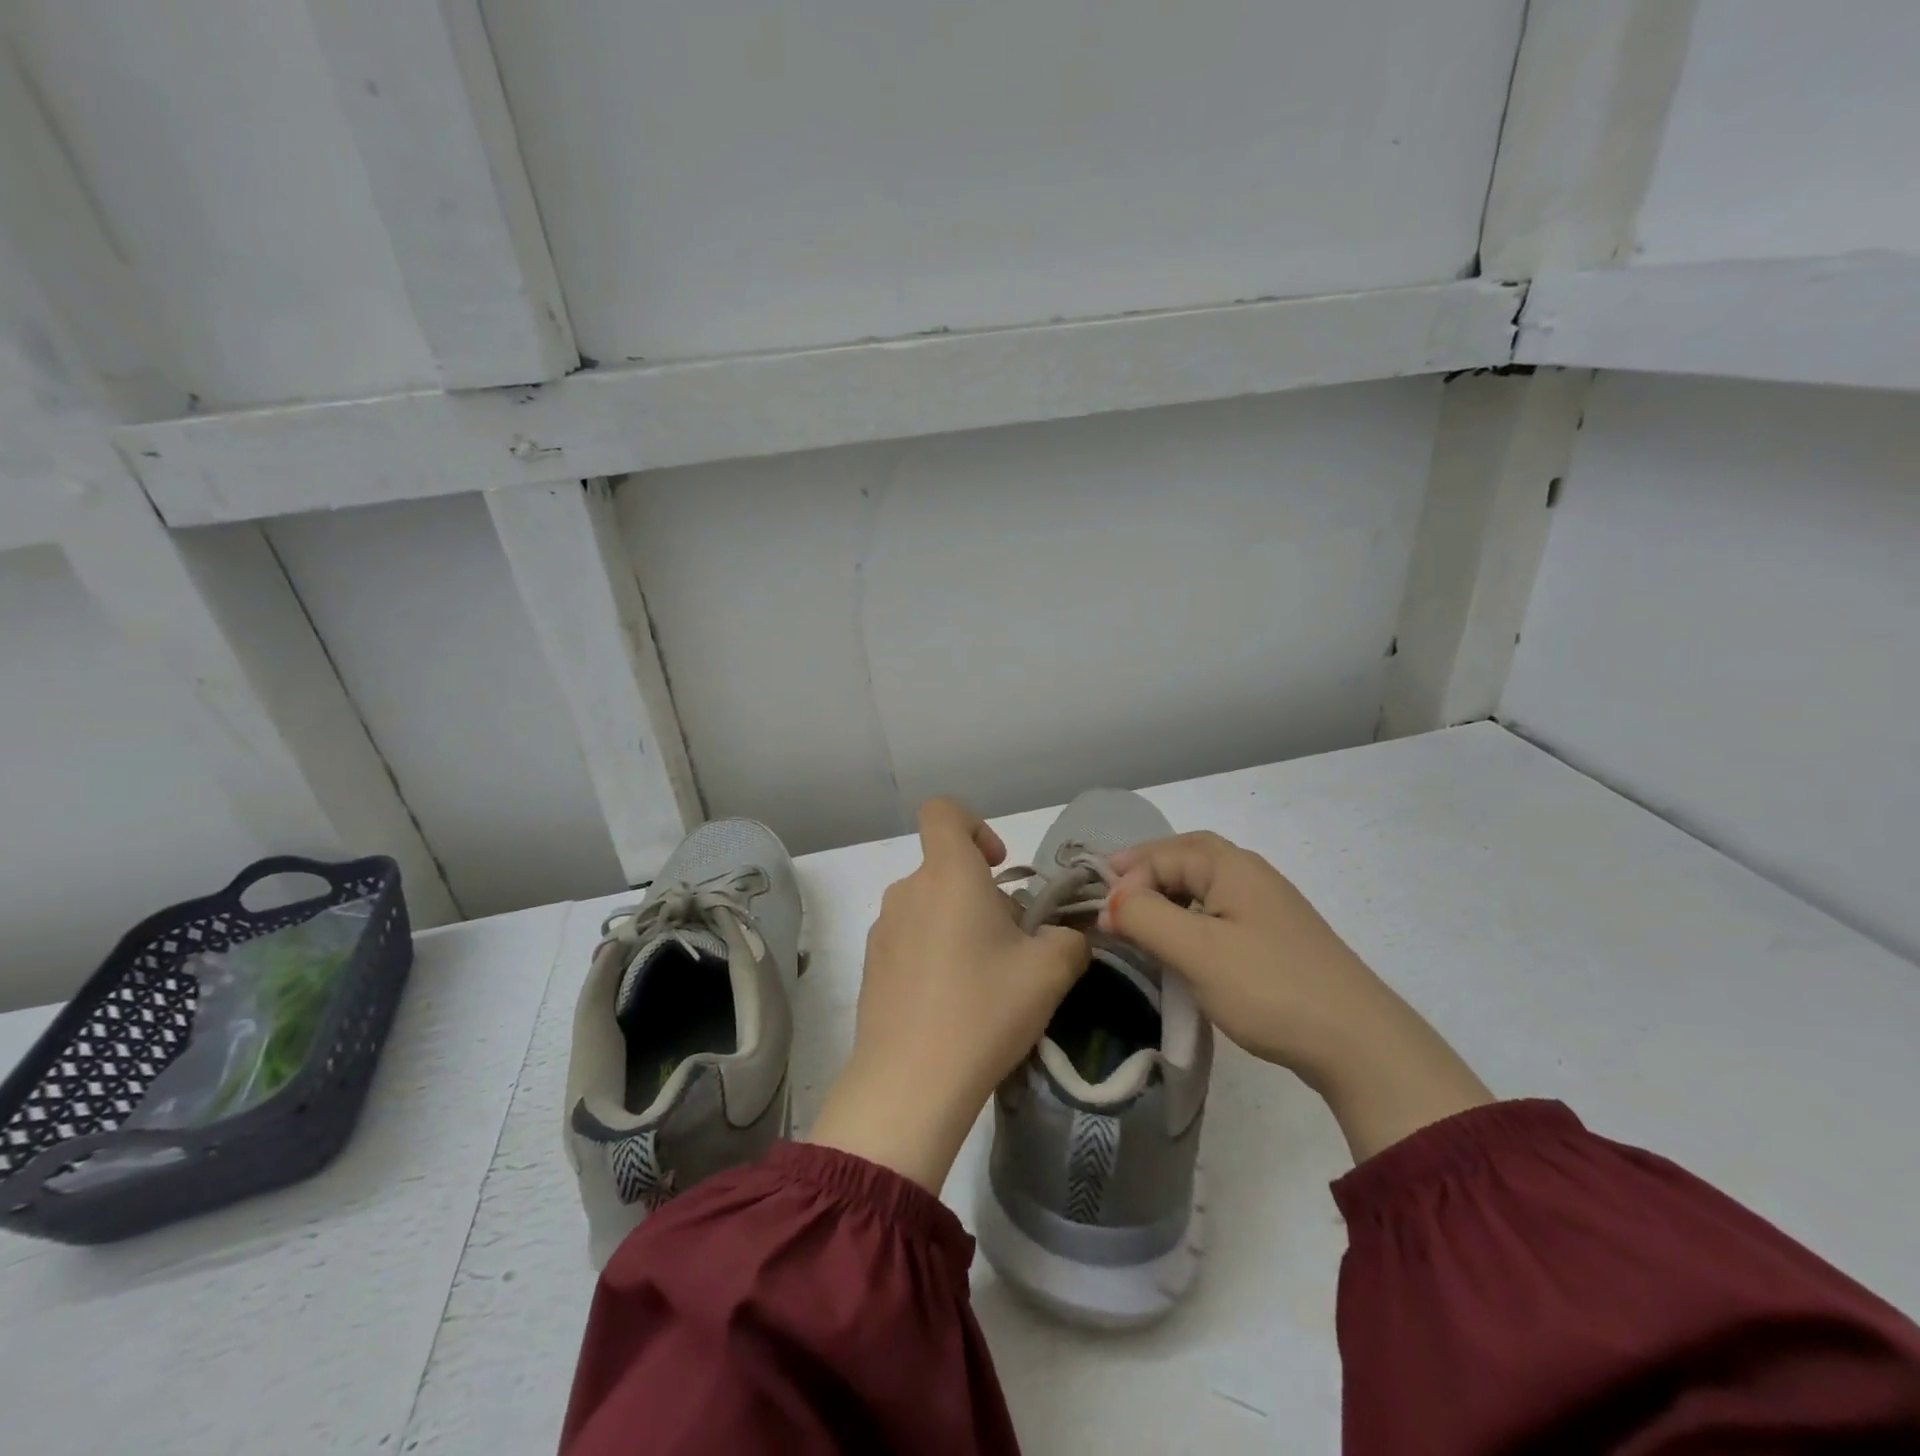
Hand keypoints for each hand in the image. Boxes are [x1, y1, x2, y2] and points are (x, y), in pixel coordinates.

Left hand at [809, 798, 1089, 1191]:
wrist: (910, 1083)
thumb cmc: (984, 1010)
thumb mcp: (1050, 971)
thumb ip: (1068, 939)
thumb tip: (1059, 936)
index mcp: (947, 874)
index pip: (943, 812)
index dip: (975, 826)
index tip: (998, 868)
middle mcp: (908, 890)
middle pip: (946, 869)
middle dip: (982, 896)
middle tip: (1011, 947)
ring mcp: (883, 929)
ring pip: (930, 907)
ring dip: (958, 927)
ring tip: (984, 981)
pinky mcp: (871, 965)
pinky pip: (910, 940)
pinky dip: (934, 954)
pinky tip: (951, 1003)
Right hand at [1101, 832, 1490, 1162]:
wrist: (1360, 1045)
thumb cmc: (1270, 987)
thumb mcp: (1197, 951)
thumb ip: (1146, 917)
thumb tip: (1109, 901)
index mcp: (1232, 866)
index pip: (1164, 853)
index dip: (1127, 876)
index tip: (1102, 914)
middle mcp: (1251, 875)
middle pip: (1185, 857)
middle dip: (1144, 872)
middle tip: (1110, 896)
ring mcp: (1267, 907)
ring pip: (1202, 886)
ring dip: (1165, 895)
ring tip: (1135, 918)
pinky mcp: (1274, 939)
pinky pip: (1217, 912)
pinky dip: (1188, 917)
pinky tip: (1179, 943)